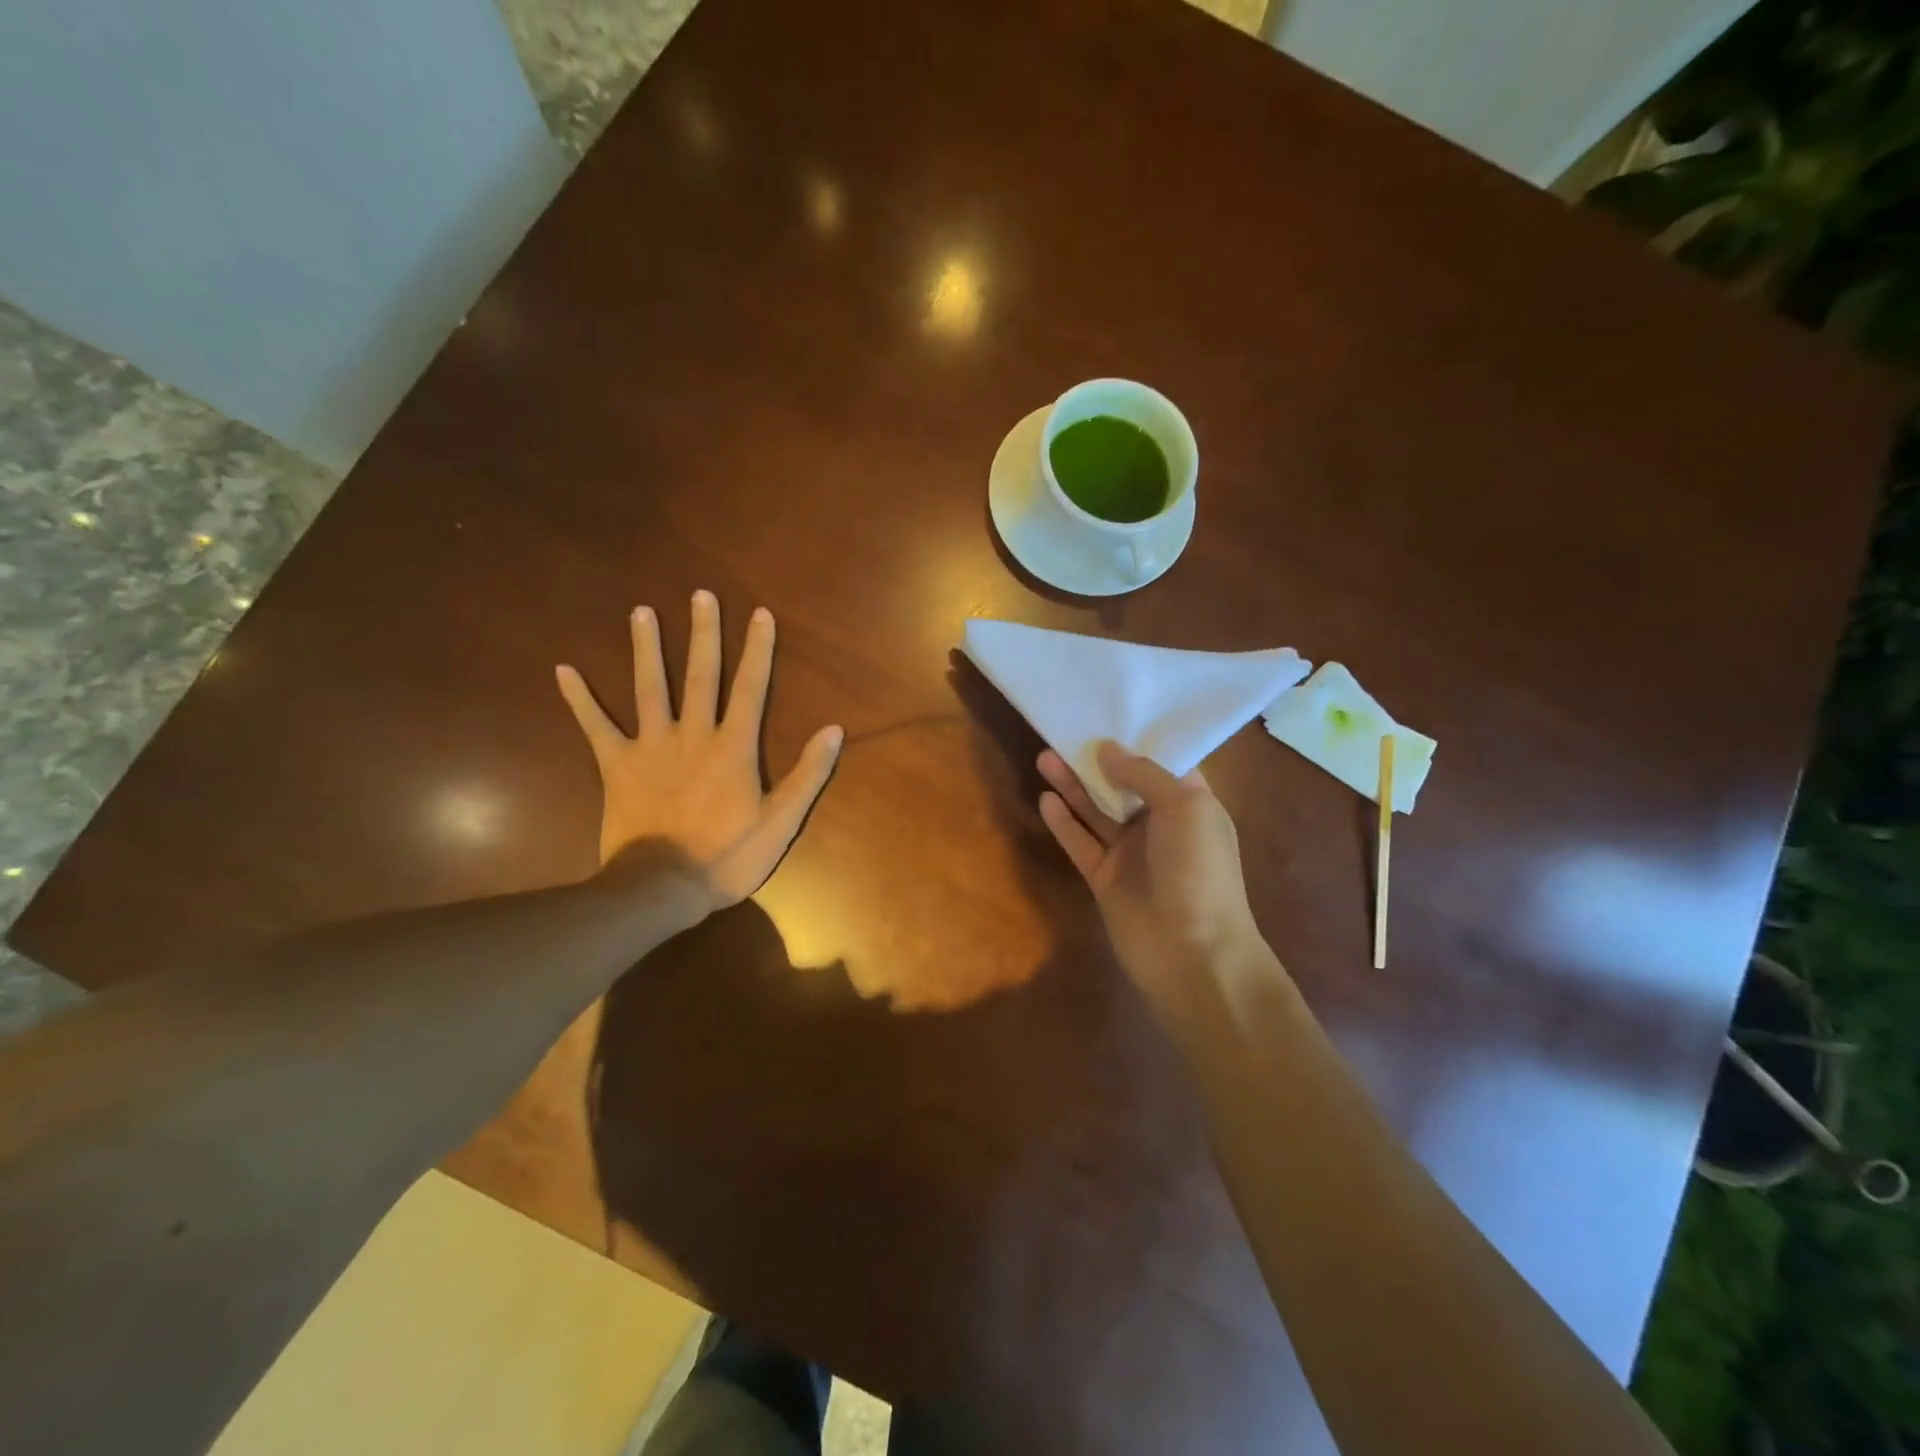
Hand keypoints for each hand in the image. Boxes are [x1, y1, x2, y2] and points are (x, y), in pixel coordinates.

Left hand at [557, 590, 842, 909]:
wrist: (662, 886)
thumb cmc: (728, 856)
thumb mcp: (782, 821)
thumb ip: (807, 773)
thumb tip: (833, 730)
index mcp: (733, 746)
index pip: (751, 688)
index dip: (758, 650)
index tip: (760, 614)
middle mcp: (693, 734)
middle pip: (700, 675)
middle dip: (703, 633)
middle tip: (701, 594)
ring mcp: (650, 746)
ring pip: (649, 688)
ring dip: (646, 649)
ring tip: (641, 612)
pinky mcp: (616, 765)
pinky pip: (595, 726)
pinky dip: (579, 699)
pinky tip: (563, 670)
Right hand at [1039, 742, 1264, 1021]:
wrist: (1193, 954)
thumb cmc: (1199, 871)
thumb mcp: (1184, 808)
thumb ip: (1144, 774)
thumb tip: (1108, 748)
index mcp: (1190, 805)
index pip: (1164, 764)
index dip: (1137, 741)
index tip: (1108, 714)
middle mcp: (1160, 825)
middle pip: (1123, 784)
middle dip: (1097, 760)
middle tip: (1065, 731)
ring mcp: (1131, 853)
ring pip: (1096, 811)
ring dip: (1073, 785)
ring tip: (1044, 756)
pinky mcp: (1104, 878)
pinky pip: (1080, 843)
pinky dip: (1064, 822)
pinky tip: (1045, 798)